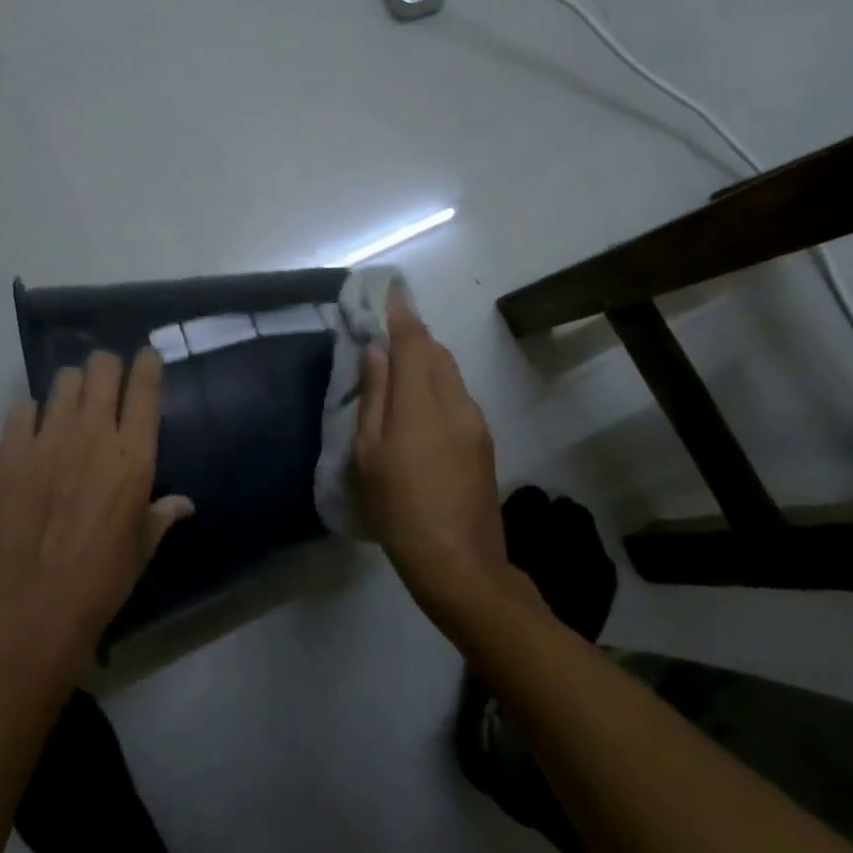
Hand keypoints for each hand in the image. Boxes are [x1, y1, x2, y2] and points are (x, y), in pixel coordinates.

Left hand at [0, 348, 193, 665]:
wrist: (39, 605)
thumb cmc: (105, 577)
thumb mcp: (144, 544)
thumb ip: (163, 513)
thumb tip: (183, 503)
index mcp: (134, 454)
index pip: (145, 385)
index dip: (148, 363)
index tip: (146, 358)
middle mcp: (93, 433)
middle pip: (101, 367)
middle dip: (107, 368)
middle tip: (106, 385)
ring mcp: (48, 439)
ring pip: (63, 380)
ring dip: (72, 387)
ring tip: (70, 406)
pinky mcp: (10, 452)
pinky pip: (21, 408)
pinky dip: (31, 412)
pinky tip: (34, 431)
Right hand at [352, 292, 517, 629]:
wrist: (460, 563)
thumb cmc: (400, 508)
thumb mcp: (370, 454)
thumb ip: (375, 396)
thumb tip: (377, 351)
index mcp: (423, 401)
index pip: (414, 339)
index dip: (400, 312)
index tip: (389, 290)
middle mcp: (456, 401)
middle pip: (436, 352)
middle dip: (413, 335)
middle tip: (385, 333)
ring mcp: (475, 422)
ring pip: (449, 373)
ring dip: (426, 360)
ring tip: (398, 369)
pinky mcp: (483, 441)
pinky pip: (457, 396)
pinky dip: (436, 385)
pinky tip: (419, 406)